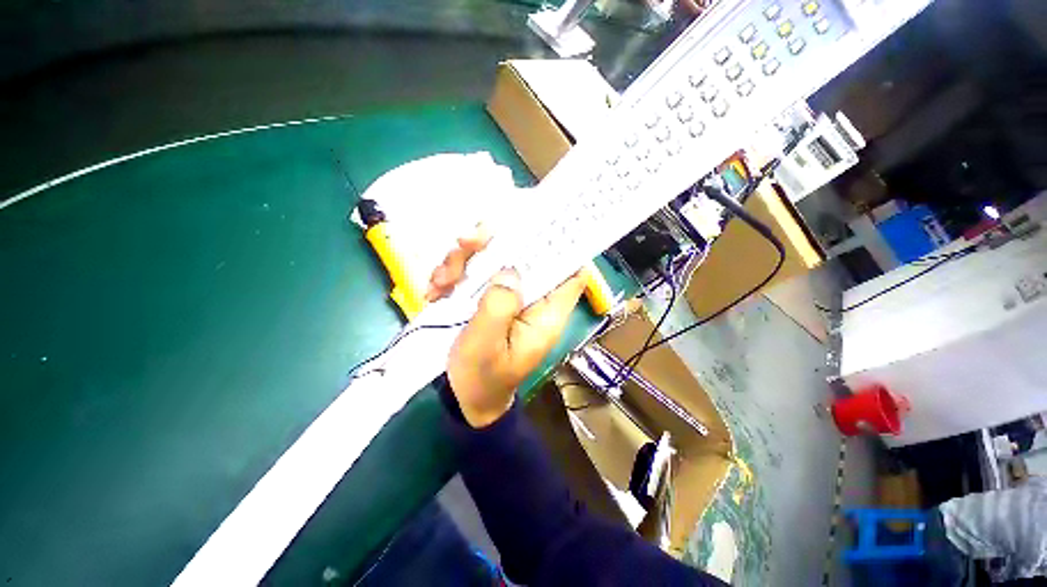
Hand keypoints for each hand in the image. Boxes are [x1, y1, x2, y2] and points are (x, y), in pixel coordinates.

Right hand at [427, 231, 584, 427]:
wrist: (465, 397)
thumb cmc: (481, 377)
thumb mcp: (486, 345)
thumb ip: (499, 306)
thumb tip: (510, 268)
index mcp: (545, 313)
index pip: (570, 273)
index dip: (561, 245)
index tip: (538, 221)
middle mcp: (531, 300)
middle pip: (523, 258)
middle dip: (493, 246)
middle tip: (465, 242)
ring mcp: (508, 298)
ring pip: (492, 262)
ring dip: (463, 262)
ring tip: (440, 282)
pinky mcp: (488, 300)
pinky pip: (473, 276)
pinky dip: (452, 277)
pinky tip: (433, 291)